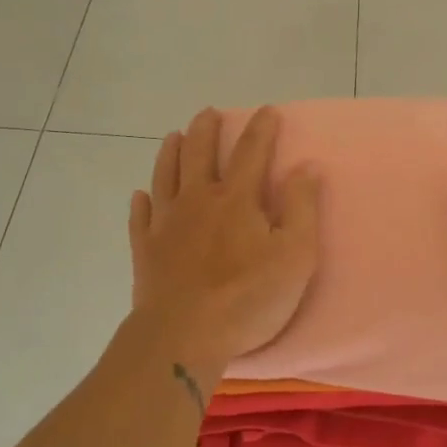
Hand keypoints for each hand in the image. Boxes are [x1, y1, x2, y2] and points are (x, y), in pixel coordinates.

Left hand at [126, 106, 320, 380]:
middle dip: (206, 130)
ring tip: (173, 136)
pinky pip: (140, 217)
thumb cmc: (247, 297)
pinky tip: (140, 196)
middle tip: (208, 113)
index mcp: (236, 199)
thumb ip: (302, 207)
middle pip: (198, 154)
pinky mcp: (145, 250)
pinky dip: (141, 203)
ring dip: (170, 153)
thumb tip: (306, 166)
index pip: (251, 152)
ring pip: (165, 176)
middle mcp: (197, 200)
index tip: (267, 111)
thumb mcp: (295, 255)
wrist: (183, 335)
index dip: (261, 129)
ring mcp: (166, 224)